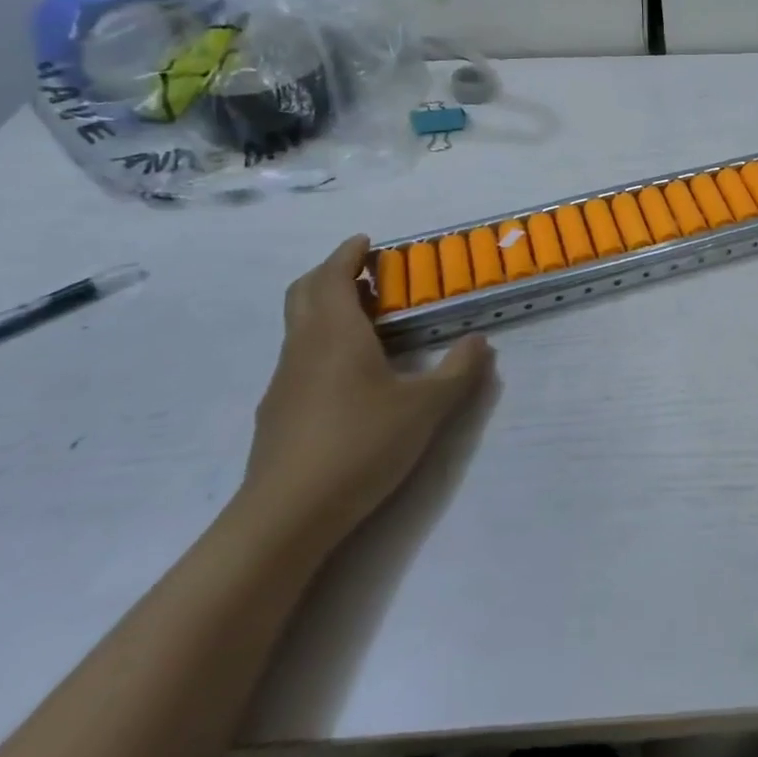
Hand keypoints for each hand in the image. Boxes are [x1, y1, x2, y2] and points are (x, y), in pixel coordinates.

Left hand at [236, 235, 492, 553]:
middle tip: (366, 273)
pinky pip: (299, 358)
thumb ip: (458, 371)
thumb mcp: (426, 407)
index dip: (348, 254)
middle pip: (305, 293)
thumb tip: (480, 342)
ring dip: (326, 308)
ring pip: (299, 327)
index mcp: (336, 333)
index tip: (366, 242)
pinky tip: (349, 374)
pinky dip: (321, 343)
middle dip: (332, 273)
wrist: (287, 515)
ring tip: (366, 320)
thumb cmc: (361, 444)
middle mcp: (303, 347)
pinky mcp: (277, 412)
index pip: (333, 276)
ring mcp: (284, 381)